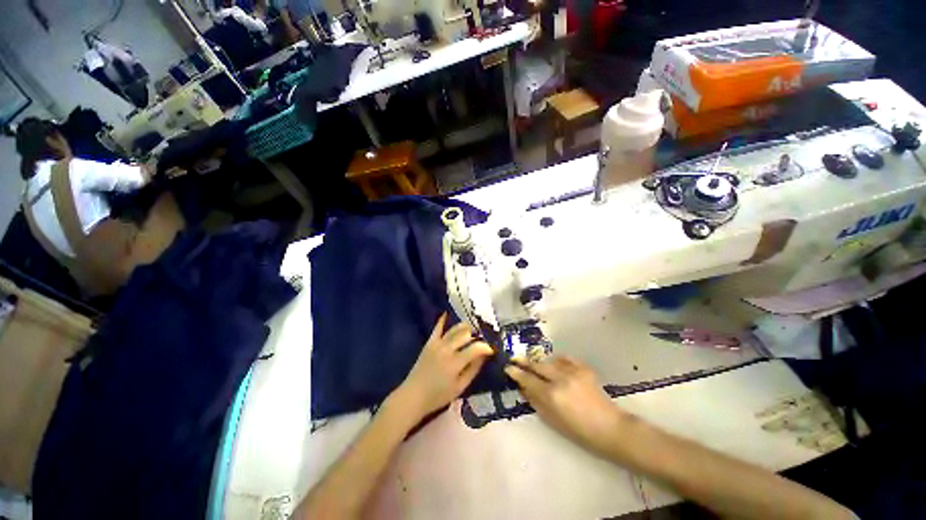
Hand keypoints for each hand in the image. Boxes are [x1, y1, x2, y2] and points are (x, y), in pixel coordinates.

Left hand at [392, 313, 493, 421]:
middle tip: (481, 341)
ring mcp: (437, 344)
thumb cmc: (439, 395)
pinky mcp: (429, 343)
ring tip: (471, 330)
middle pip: (466, 335)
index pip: (476, 348)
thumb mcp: (460, 387)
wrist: (413, 395)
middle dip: (477, 336)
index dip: (486, 347)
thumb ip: (473, 369)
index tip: (491, 350)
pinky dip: (442, 320)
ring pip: (454, 329)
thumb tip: (485, 356)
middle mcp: (447, 349)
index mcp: (455, 362)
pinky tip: (447, 313)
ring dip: (465, 327)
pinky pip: (437, 328)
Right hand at [505, 356, 625, 455]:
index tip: (507, 367)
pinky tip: (556, 364)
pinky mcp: (583, 368)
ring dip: (540, 363)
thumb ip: (535, 401)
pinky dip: (557, 360)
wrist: (610, 427)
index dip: (516, 372)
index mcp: (551, 395)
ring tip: (535, 365)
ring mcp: (573, 371)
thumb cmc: (579, 431)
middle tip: (514, 358)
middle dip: (524, 361)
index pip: (528, 379)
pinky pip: (565, 358)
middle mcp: (560, 379)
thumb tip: (523, 387)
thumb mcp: (552, 420)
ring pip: (549, 360)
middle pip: (537, 365)